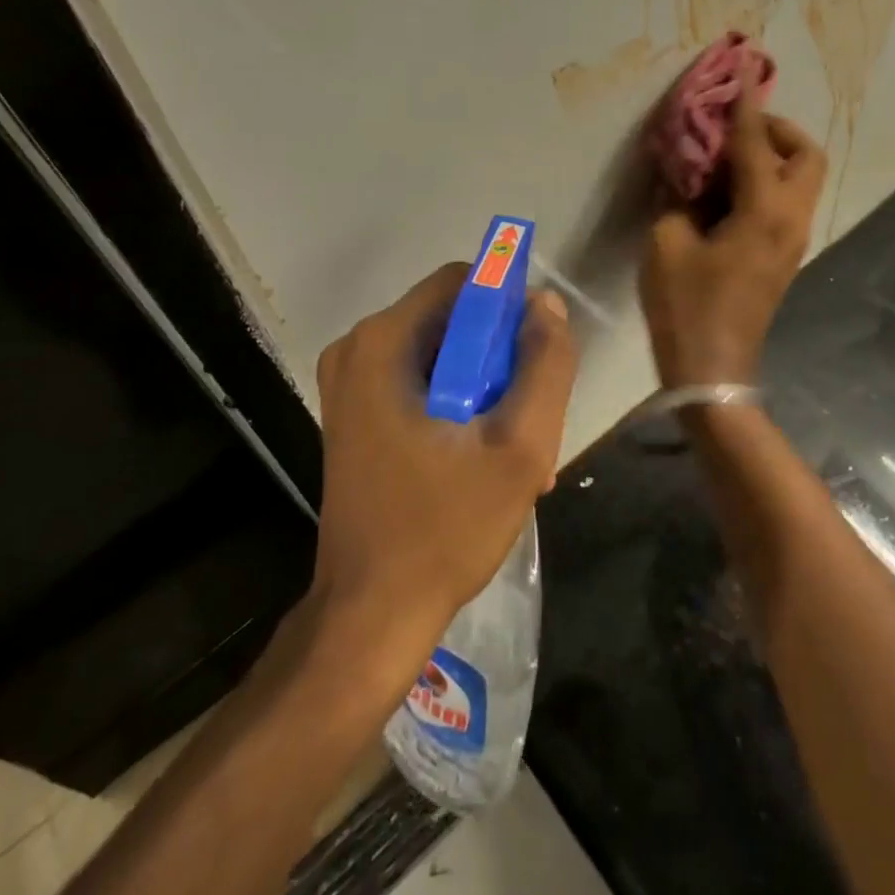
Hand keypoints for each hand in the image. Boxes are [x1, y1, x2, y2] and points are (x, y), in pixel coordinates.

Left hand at [312, 264, 578, 664]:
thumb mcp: (518, 447)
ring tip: (510, 449)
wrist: (370, 613)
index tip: (536, 357)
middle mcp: (357, 349)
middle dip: (498, 359)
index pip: (462, 281)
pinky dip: (456, 406)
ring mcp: (349, 383)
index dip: (509, 307)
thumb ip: (544, 366)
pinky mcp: (353, 414)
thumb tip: (546, 304)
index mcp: (383, 342)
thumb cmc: (444, 528)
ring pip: (440, 354)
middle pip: (451, 320)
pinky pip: (419, 383)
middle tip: (526, 417)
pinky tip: (481, 459)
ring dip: (483, 389)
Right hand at [640, 89, 826, 386]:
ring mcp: (793, 240)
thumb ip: (676, 195)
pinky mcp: (783, 256)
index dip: (744, 106)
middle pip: (806, 155)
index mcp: (764, 211)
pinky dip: (766, 183)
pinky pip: (786, 202)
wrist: (713, 369)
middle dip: (776, 130)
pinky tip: (726, 193)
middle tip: (734, 131)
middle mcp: (791, 219)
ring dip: (772, 156)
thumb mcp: (666, 243)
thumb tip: (683, 168)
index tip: (742, 68)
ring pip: (801, 180)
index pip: (756, 143)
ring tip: (725, 158)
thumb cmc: (685, 305)